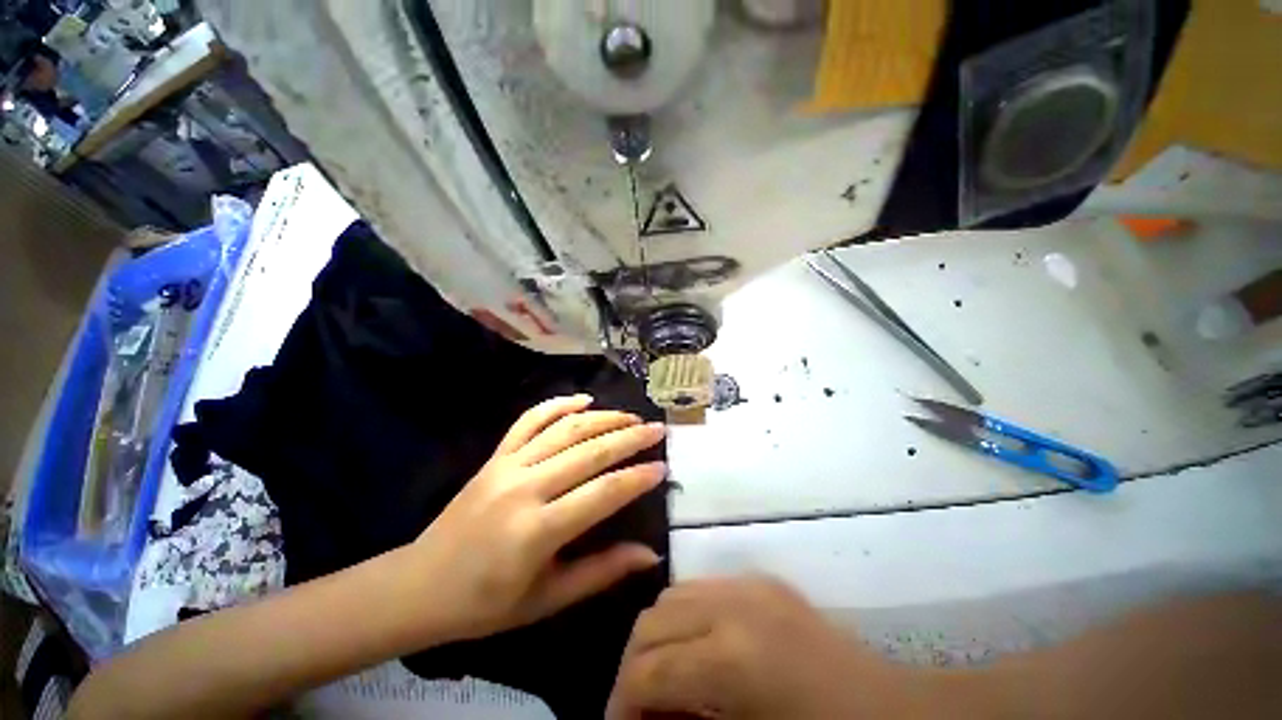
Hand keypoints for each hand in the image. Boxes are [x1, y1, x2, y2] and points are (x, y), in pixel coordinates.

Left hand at [407, 394, 666, 643]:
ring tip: (630, 415)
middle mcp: (525, 488)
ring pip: (564, 429)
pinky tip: (582, 399)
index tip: (662, 468)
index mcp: (537, 531)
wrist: (419, 586)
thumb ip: (601, 572)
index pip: (602, 494)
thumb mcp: (548, 599)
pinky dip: (557, 404)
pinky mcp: (495, 456)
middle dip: (629, 437)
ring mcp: (507, 466)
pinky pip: (529, 420)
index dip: (636, 479)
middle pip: (588, 452)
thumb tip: (649, 555)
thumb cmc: (485, 605)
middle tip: (656, 430)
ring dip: (602, 418)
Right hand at [608, 577, 909, 718]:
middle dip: (632, 666)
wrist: (897, 712)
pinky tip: (700, 649)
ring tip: (665, 676)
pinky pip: (703, 588)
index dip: (620, 705)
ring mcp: (751, 583)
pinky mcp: (763, 579)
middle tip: (637, 705)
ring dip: (657, 636)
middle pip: (651, 622)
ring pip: (673, 595)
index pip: (648, 670)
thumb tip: (644, 719)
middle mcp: (734, 605)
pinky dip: (686, 617)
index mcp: (733, 658)